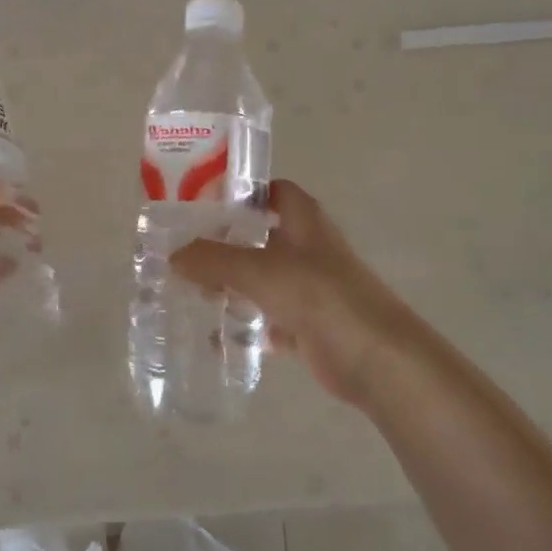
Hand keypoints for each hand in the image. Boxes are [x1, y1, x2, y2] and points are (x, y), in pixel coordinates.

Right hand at [171, 180, 423, 405]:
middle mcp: (307, 249)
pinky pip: (268, 320)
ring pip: (262, 279)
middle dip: (225, 242)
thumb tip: (174, 256)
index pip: (273, 191)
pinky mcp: (308, 326)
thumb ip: (213, 259)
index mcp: (304, 222)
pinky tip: (215, 336)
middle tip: (185, 251)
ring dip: (232, 284)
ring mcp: (309, 289)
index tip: (204, 201)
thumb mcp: (260, 270)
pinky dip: (245, 326)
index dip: (243, 191)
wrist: (378, 359)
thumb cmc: (322, 297)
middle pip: (261, 236)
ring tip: (191, 291)